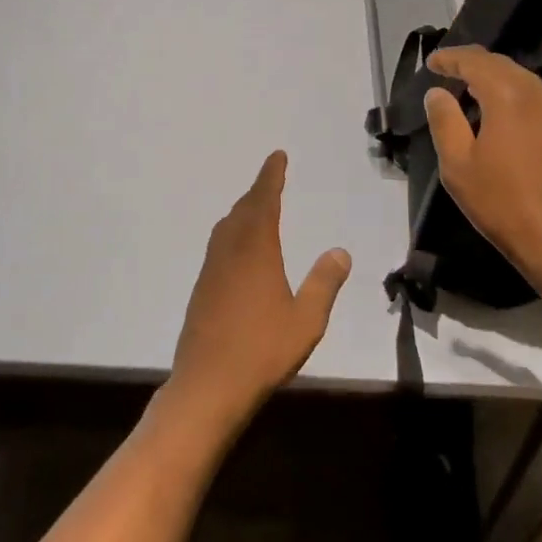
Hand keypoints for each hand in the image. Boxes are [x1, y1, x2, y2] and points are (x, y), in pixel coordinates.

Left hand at [165, 151, 350, 437]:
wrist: (207, 385)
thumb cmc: (262, 351)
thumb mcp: (306, 320)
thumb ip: (324, 283)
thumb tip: (340, 251)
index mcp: (256, 251)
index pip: (264, 202)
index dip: (271, 177)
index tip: (277, 156)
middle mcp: (230, 252)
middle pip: (242, 210)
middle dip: (258, 191)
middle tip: (271, 179)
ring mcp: (211, 271)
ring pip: (226, 228)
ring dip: (242, 212)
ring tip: (257, 209)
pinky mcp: (201, 290)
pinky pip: (218, 246)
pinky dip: (232, 234)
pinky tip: (239, 251)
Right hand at [423, 45, 541, 294]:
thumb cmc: (504, 204)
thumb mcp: (459, 165)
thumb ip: (445, 121)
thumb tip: (438, 93)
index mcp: (509, 95)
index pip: (476, 61)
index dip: (451, 58)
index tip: (433, 62)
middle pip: (504, 66)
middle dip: (475, 65)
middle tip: (451, 71)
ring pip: (526, 82)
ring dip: (498, 82)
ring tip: (475, 93)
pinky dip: (519, 100)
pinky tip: (507, 119)